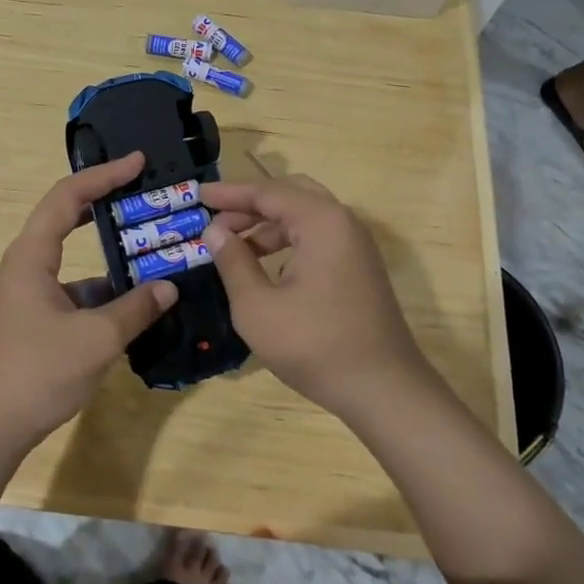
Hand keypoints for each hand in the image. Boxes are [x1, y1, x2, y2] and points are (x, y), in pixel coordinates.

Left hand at [0, 153, 178, 451]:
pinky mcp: (38, 318)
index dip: (104, 175)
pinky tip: (138, 302)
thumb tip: (169, 287)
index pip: (68, 197)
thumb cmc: (36, 373)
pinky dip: (106, 289)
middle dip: (107, 202)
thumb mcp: (95, 339)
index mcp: (32, 255)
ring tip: (155, 248)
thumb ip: (136, 309)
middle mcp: (28, 265)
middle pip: (69, 218)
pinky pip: (77, 290)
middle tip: (146, 193)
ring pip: (76, 258)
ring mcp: (31, 293)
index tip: (138, 162)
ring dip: (111, 253)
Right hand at [200, 175, 435, 421]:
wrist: (384, 390)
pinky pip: (318, 238)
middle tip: (215, 216)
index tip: (198, 195)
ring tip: (232, 244)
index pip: (267, 192)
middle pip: (290, 195)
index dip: (229, 193)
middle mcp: (343, 222)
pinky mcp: (359, 268)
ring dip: (267, 225)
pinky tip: (264, 265)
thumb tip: (215, 231)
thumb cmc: (314, 345)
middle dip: (250, 204)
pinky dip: (287, 241)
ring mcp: (356, 246)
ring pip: (305, 217)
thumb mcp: (257, 306)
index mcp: (321, 221)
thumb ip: (233, 262)